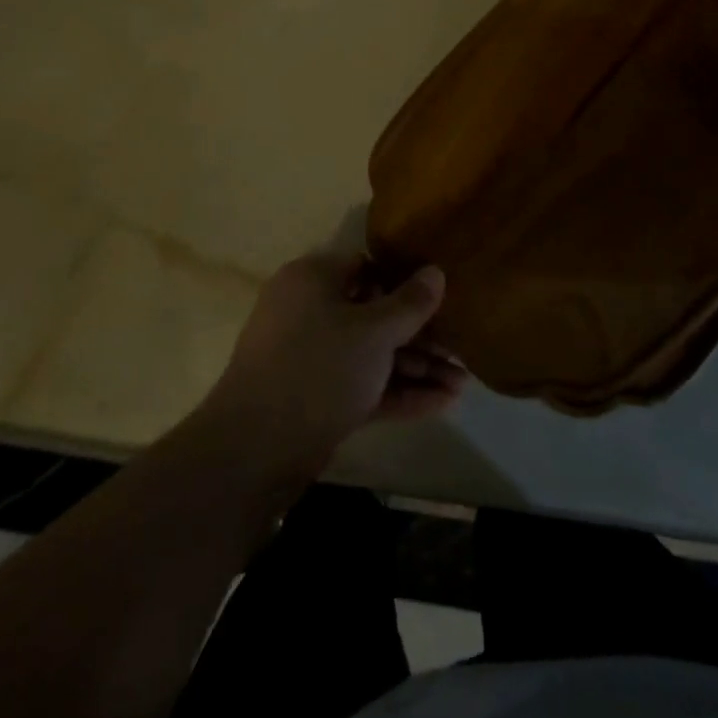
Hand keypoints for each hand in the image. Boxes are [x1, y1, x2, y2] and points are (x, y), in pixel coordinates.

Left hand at [193, 252, 467, 480]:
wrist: (255, 450)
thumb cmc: (319, 368)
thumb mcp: (374, 331)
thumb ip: (410, 303)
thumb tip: (435, 271)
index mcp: (312, 280)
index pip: (366, 267)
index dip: (404, 281)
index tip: (441, 297)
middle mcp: (309, 312)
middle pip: (373, 315)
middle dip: (419, 335)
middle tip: (460, 350)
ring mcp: (311, 358)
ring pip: (371, 354)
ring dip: (415, 367)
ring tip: (462, 383)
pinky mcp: (315, 398)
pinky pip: (362, 384)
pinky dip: (396, 392)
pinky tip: (440, 404)